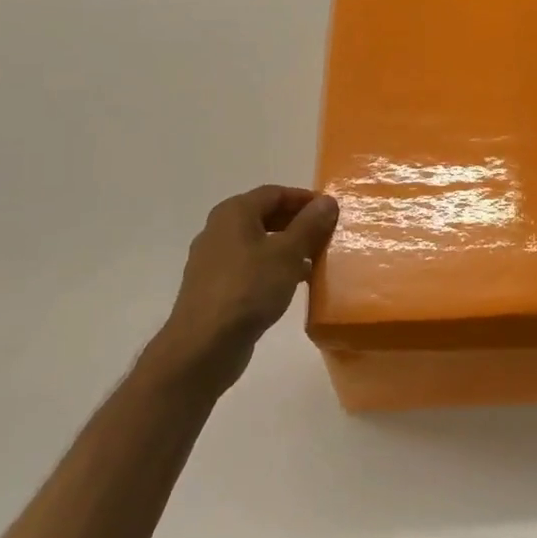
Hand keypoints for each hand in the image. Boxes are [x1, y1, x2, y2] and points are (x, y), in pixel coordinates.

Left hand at [150, 185, 338, 393]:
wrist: (204, 344)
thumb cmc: (249, 288)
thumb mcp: (288, 253)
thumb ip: (309, 225)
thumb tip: (326, 201)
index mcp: (234, 213)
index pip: (275, 193)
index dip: (305, 199)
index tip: (332, 211)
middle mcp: (220, 230)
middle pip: (265, 215)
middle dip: (298, 223)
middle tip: (327, 235)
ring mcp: (215, 260)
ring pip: (259, 243)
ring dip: (288, 247)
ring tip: (316, 260)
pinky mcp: (216, 287)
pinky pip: (251, 266)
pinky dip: (273, 268)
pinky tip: (293, 284)